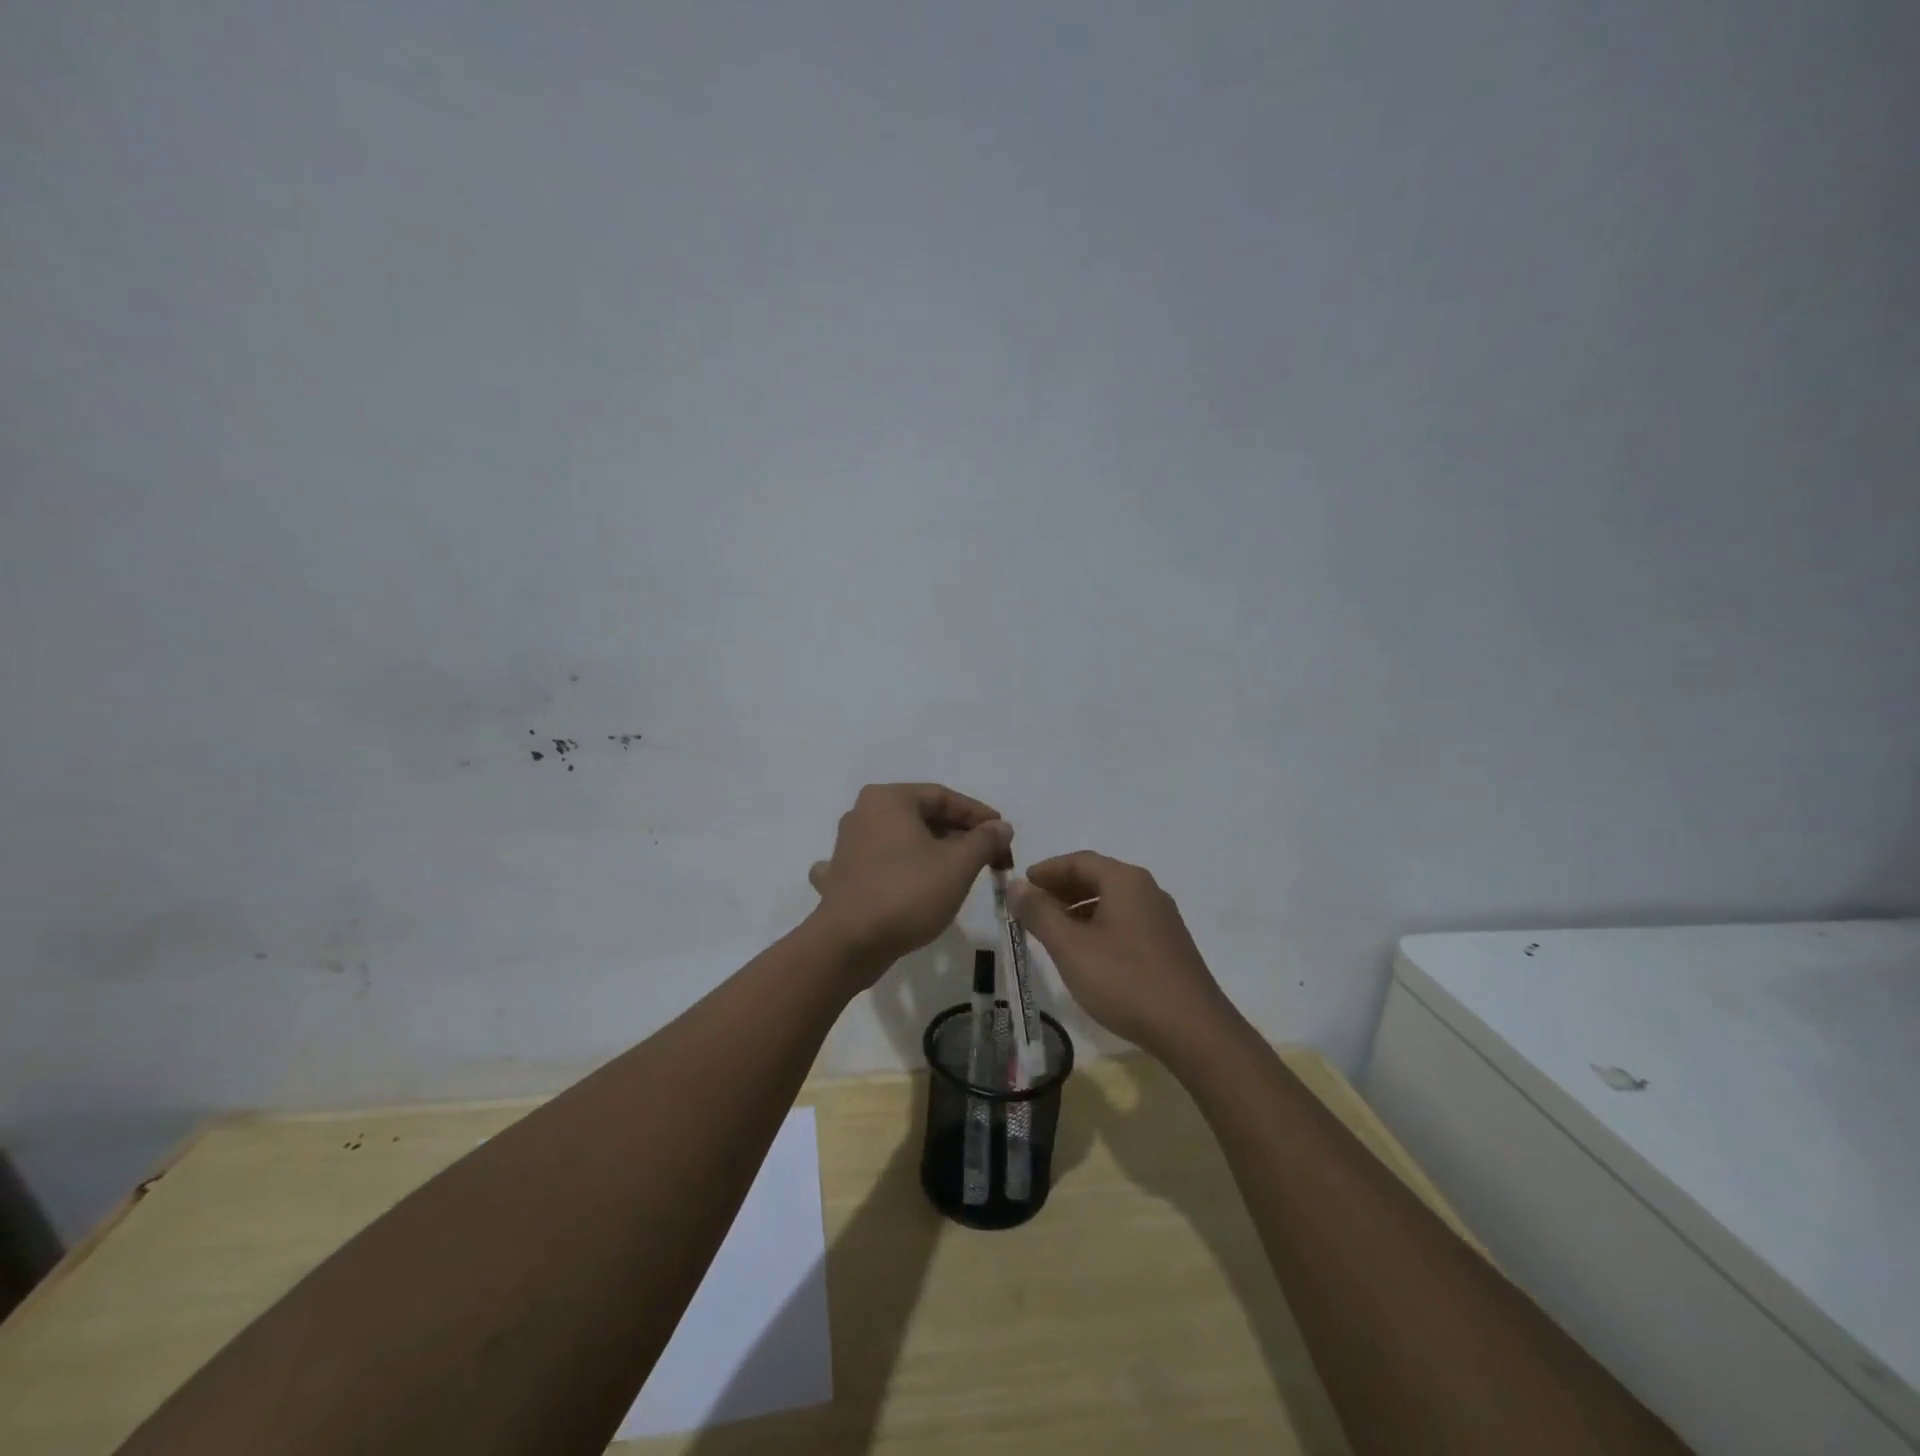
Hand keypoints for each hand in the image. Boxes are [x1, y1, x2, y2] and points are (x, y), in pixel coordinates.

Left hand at [807, 783, 1012, 976]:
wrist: (848, 944)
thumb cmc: (907, 893)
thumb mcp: (958, 865)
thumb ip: (984, 840)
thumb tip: (1001, 827)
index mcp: (889, 799)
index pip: (944, 797)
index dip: (979, 816)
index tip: (1004, 836)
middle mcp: (863, 813)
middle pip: (922, 817)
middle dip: (959, 836)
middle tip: (989, 859)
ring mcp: (847, 845)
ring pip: (901, 841)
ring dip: (932, 853)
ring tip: (959, 873)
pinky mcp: (841, 876)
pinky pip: (877, 866)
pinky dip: (897, 871)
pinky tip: (903, 883)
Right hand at [1010, 851, 1233, 1061]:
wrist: (1193, 1030)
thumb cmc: (1125, 980)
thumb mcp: (1071, 946)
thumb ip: (1040, 913)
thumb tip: (1017, 886)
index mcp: (1125, 881)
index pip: (1078, 860)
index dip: (1046, 870)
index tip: (1021, 884)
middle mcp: (1147, 890)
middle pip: (1097, 877)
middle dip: (1061, 889)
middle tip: (1031, 908)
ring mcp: (1162, 918)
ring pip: (1111, 901)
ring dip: (1078, 909)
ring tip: (1052, 931)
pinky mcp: (1169, 945)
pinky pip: (1125, 921)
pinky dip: (1098, 925)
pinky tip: (1086, 953)